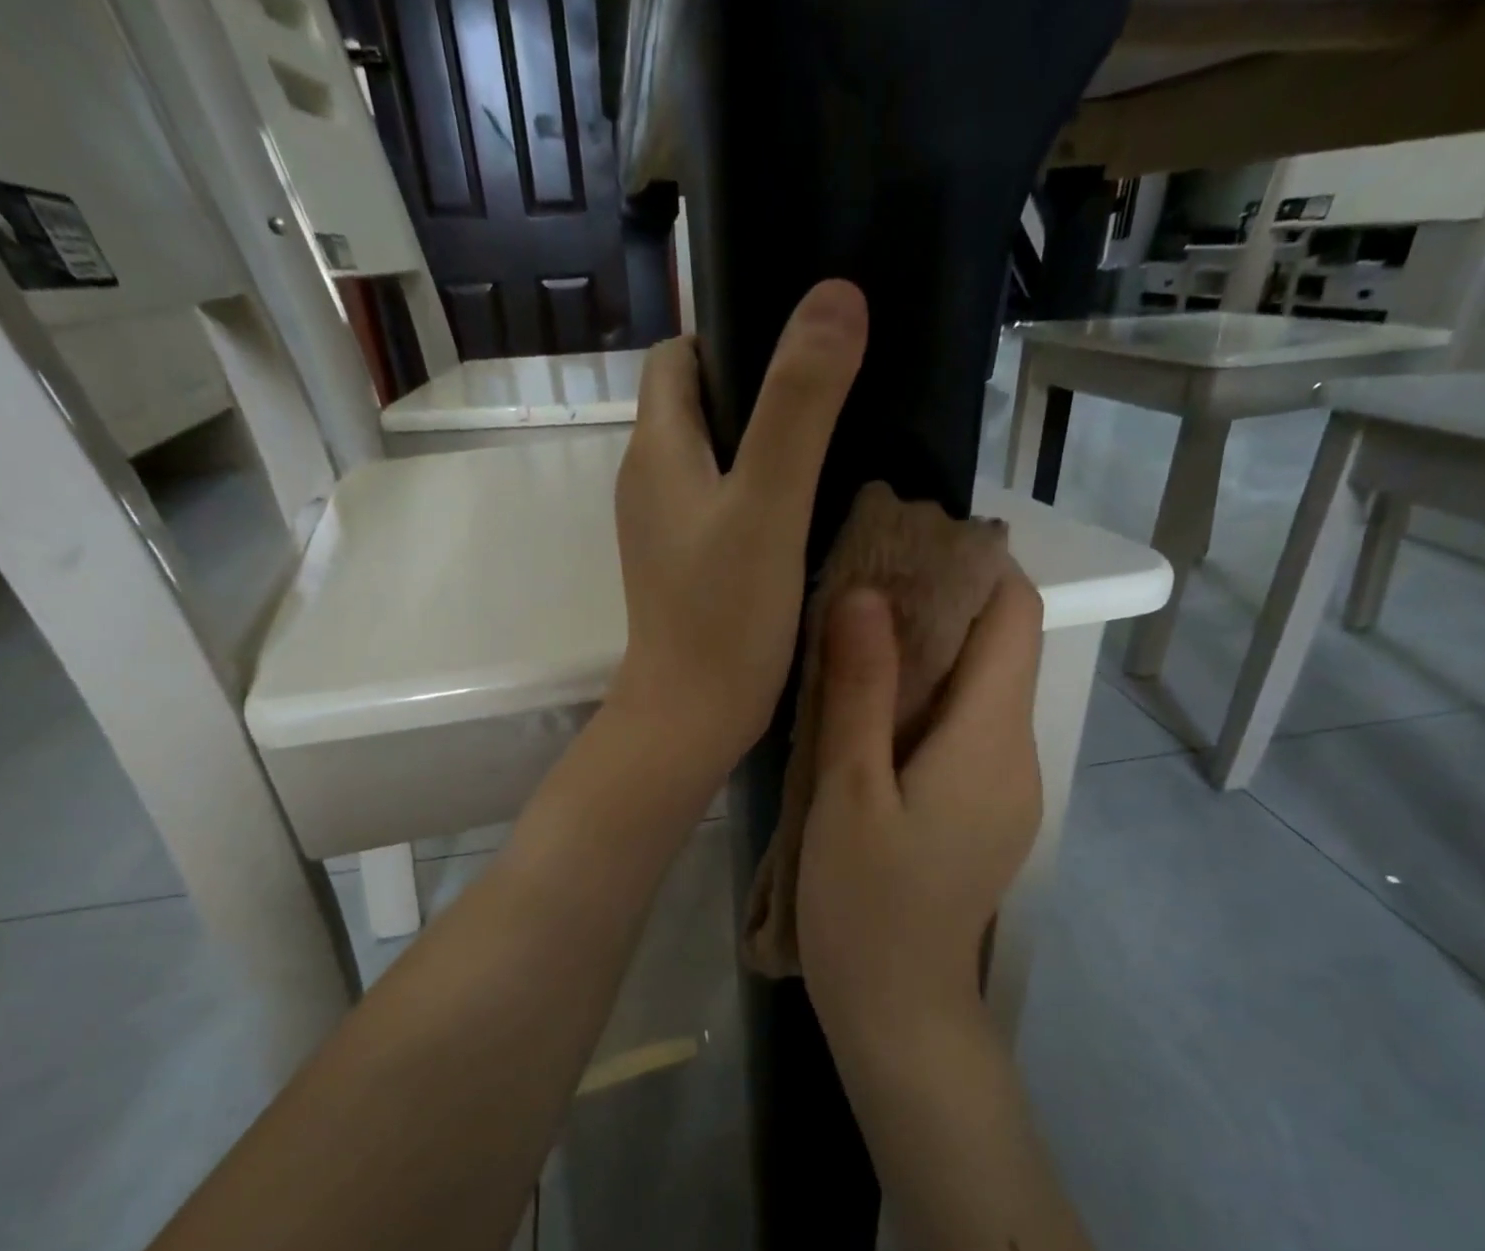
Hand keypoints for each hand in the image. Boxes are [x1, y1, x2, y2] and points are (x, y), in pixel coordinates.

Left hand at [609, 280, 867, 775]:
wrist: (691, 719)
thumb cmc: (724, 615)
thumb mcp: (768, 503)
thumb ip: (800, 406)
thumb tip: (836, 297)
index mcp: (656, 449)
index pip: (677, 356)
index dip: (730, 334)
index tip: (796, 344)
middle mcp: (649, 482)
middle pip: (697, 404)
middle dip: (757, 387)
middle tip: (830, 393)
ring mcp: (664, 531)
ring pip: (712, 459)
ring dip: (762, 444)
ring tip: (831, 445)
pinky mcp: (685, 568)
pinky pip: (721, 507)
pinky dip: (758, 494)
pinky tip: (804, 510)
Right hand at [796, 573, 1044, 1051]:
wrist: (899, 1011)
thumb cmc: (867, 905)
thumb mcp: (850, 792)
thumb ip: (862, 690)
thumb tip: (868, 592)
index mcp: (993, 738)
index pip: (1016, 617)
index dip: (974, 568)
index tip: (905, 546)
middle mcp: (1017, 754)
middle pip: (999, 650)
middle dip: (940, 606)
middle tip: (858, 588)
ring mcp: (1005, 788)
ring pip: (979, 692)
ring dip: (928, 655)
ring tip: (853, 640)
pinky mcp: (982, 813)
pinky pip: (965, 732)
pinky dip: (926, 702)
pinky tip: (870, 712)